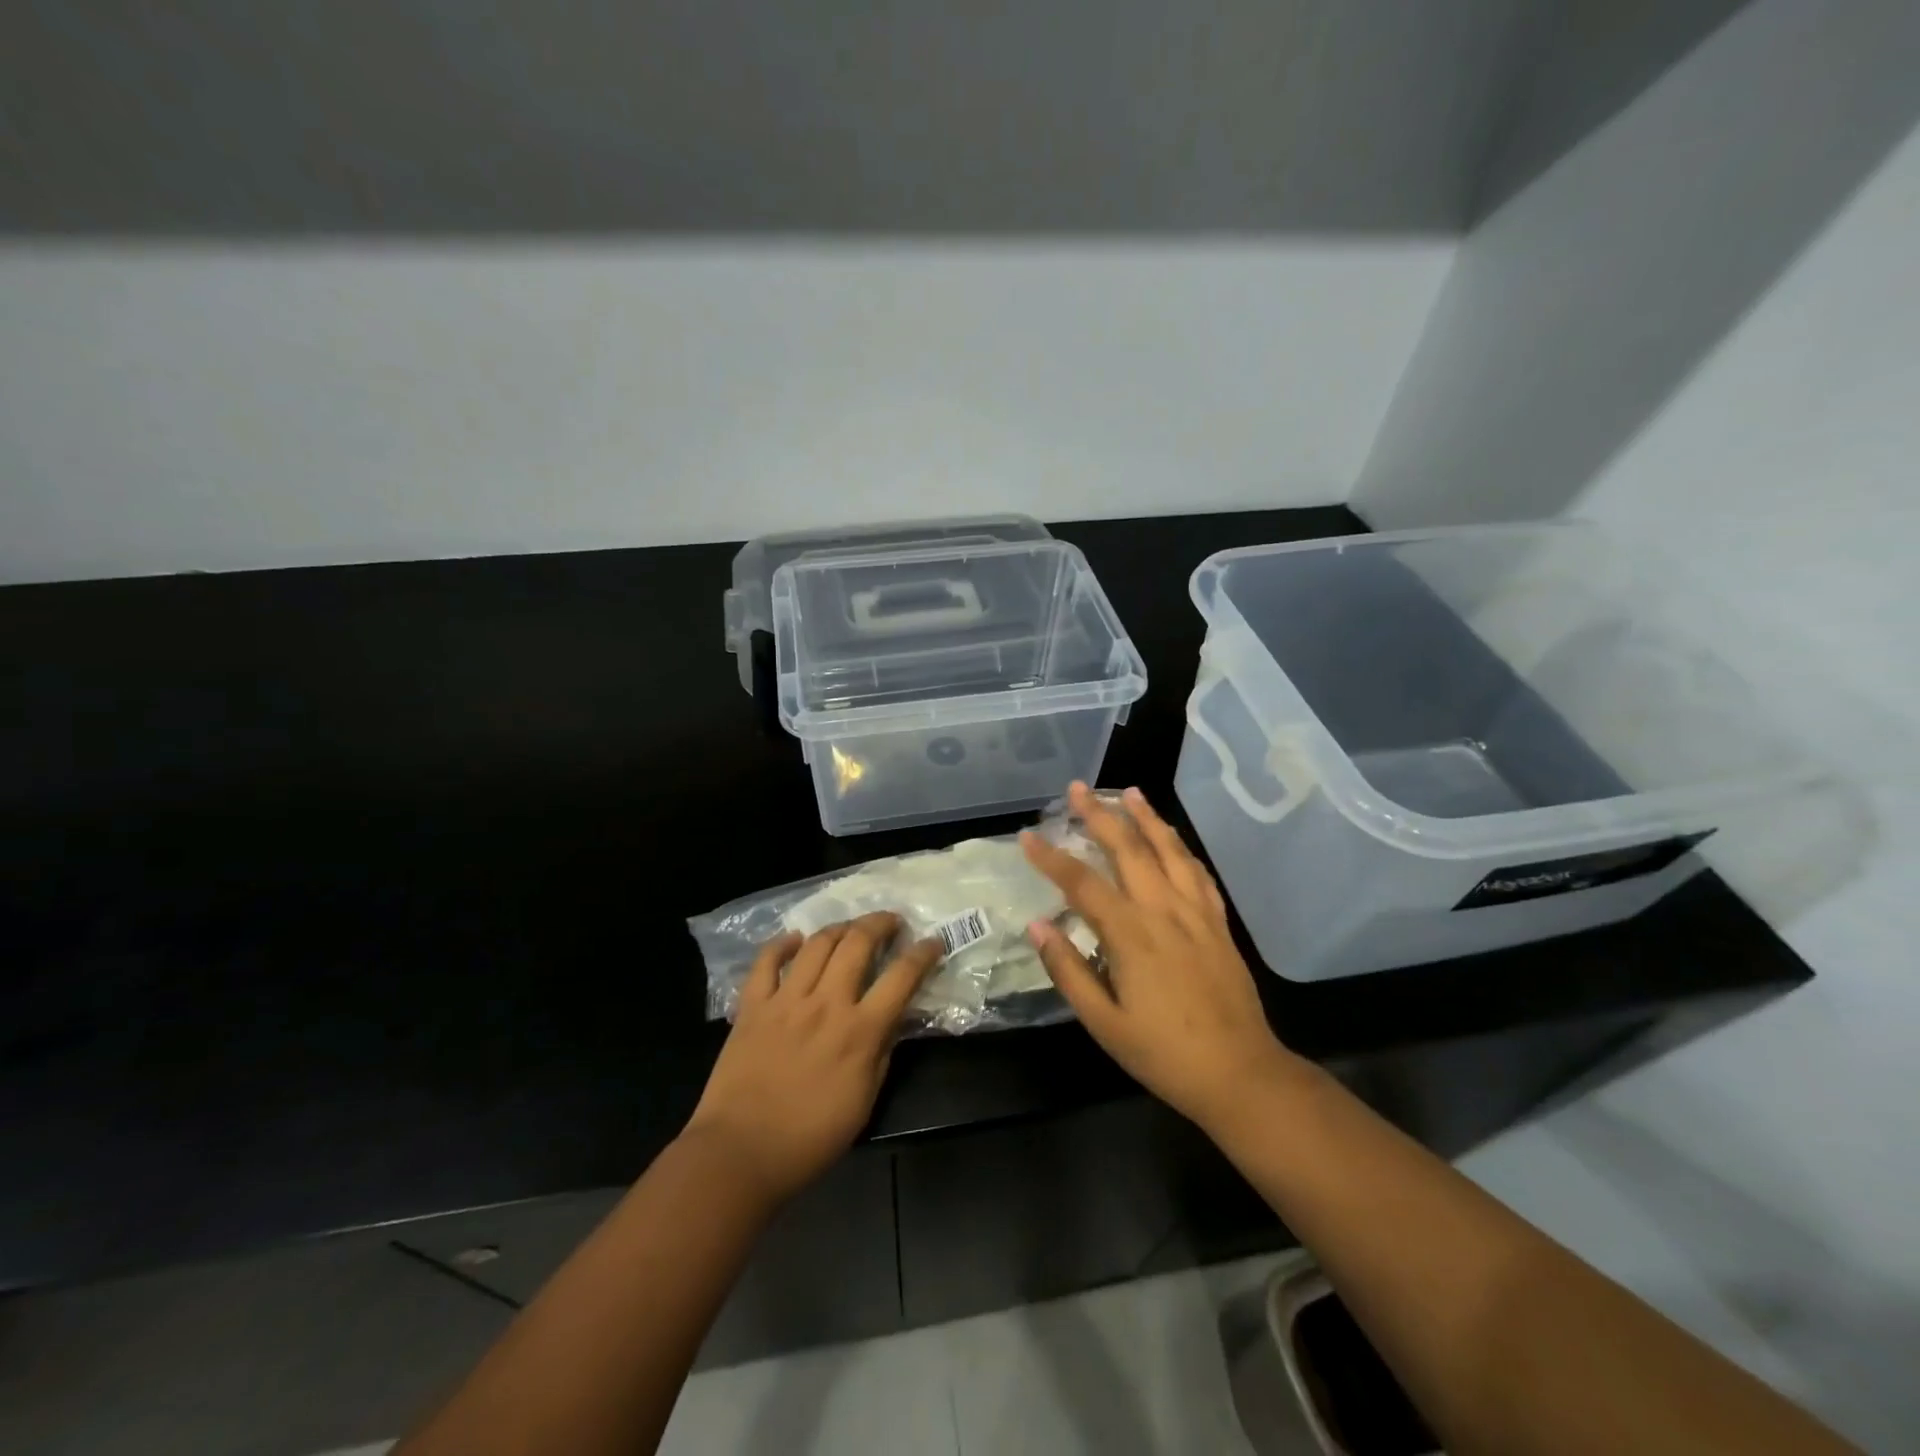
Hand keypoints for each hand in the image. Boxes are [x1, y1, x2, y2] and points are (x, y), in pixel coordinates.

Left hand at [684, 912, 941, 1206]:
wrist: (740, 1153)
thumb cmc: (810, 1138)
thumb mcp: (864, 1101)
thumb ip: (882, 1052)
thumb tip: (895, 1017)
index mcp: (859, 1031)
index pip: (901, 978)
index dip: (922, 954)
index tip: (932, 942)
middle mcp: (826, 1004)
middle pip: (858, 943)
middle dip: (880, 923)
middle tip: (891, 922)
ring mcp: (786, 1000)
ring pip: (817, 943)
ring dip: (839, 928)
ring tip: (850, 929)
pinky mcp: (752, 1006)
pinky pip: (766, 961)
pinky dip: (782, 944)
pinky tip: (795, 940)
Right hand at [1021, 782, 1297, 1131]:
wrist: (1241, 1074)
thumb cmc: (1163, 1053)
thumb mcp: (1104, 1023)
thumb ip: (1068, 970)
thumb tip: (1038, 925)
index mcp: (1131, 935)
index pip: (1082, 884)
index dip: (1051, 858)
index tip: (1027, 836)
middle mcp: (1164, 911)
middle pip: (1129, 850)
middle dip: (1100, 815)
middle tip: (1078, 788)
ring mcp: (1197, 913)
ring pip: (1169, 851)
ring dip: (1147, 818)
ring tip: (1129, 793)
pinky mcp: (1219, 924)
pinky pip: (1198, 873)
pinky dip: (1181, 848)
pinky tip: (1173, 839)